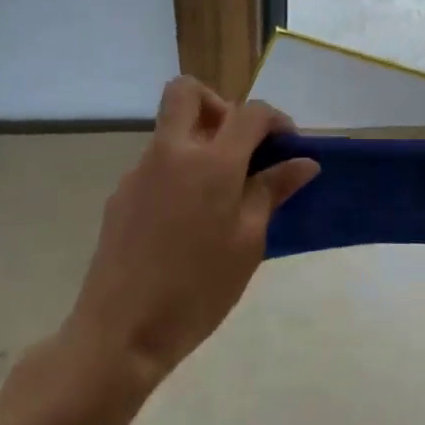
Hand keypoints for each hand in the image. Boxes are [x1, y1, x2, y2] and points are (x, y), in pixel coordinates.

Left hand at [61, 77, 318, 391]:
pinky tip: (186, 222)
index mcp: (211, 163)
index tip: (287, 146)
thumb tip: (303, 162)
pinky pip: (156, 163)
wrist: (120, 333)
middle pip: (188, 92)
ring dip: (199, 142)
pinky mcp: (121, 194)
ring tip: (219, 196)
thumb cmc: (198, 289)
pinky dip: (179, 172)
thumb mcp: (247, 242)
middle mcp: (170, 153)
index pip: (249, 113)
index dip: (275, 119)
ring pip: (171, 130)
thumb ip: (272, 192)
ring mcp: (139, 171)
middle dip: (220, 105)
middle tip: (239, 146)